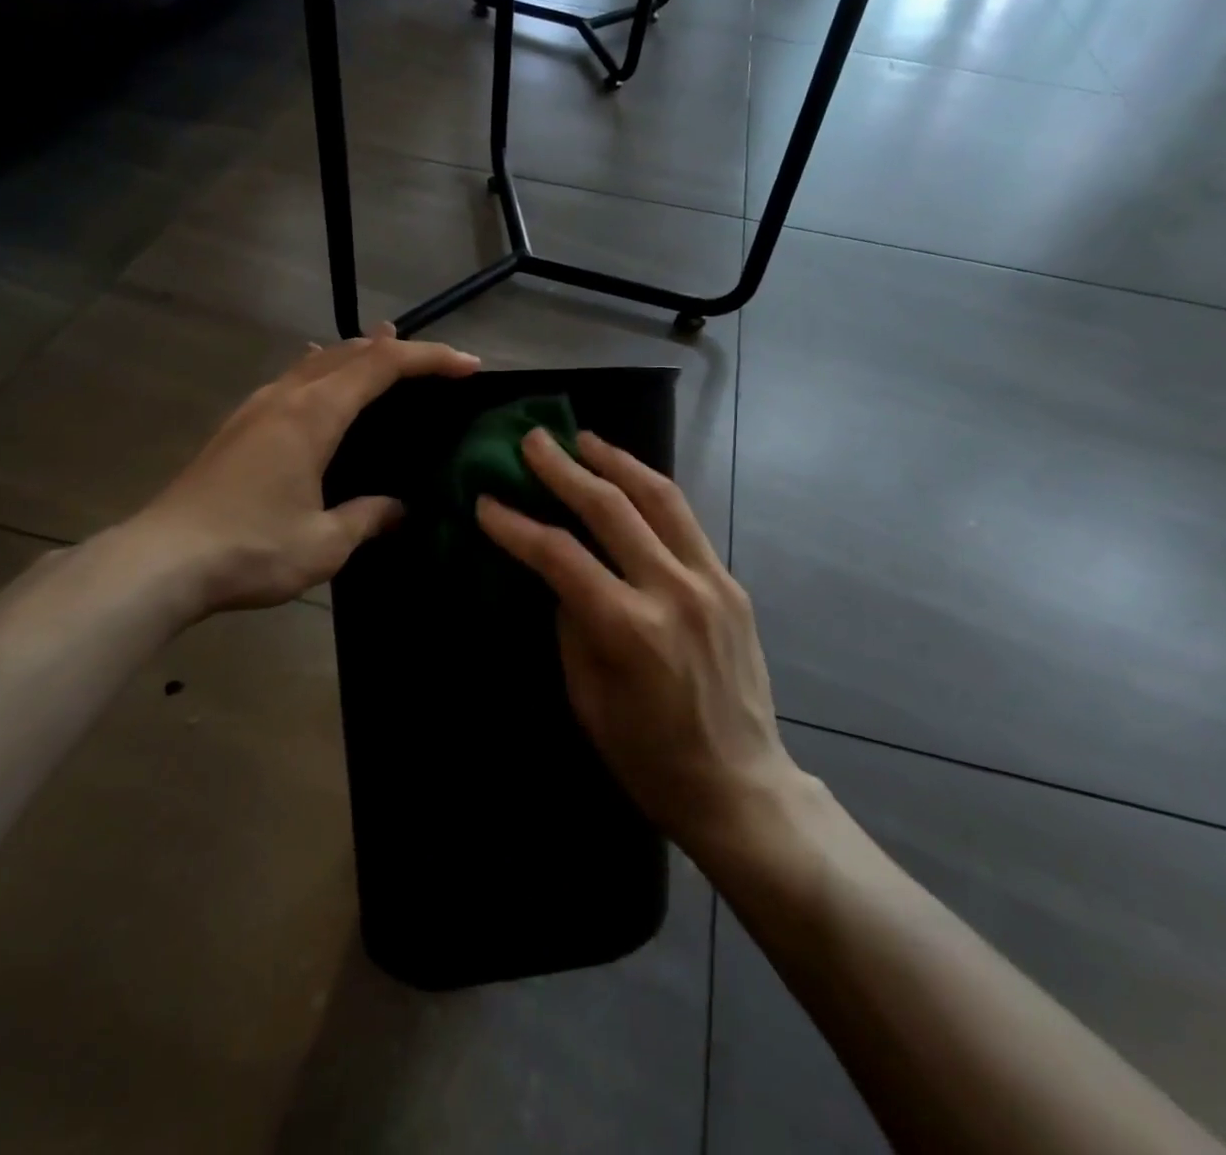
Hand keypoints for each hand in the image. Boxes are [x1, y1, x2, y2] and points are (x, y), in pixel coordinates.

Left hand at [127, 326, 478, 615]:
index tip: (468, 366)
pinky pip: (292, 379)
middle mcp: (285, 397)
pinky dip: (322, 371)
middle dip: (397, 349)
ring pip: (316, 362)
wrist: (161, 561)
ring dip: (356, 354)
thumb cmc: (251, 549)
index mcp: (313, 415)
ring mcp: (256, 408)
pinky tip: (318, 382)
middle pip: (349, 352)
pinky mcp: (237, 426)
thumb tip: (401, 508)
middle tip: (435, 362)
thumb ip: (369, 517)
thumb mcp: (325, 543)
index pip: (382, 366)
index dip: (429, 359)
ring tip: (383, 351)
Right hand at [475, 430, 799, 855]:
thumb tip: (560, 573)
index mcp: (628, 629)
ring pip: (660, 497)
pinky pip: (686, 522)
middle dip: (565, 468)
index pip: (560, 555)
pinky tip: (630, 481)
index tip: (486, 501)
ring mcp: (710, 581)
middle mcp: (673, 591)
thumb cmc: (648, 757)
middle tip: (534, 439)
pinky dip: (652, 492)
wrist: (740, 785)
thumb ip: (571, 624)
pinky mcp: (732, 582)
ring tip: (585, 439)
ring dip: (617, 461)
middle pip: (611, 508)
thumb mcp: (586, 698)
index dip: (516, 524)